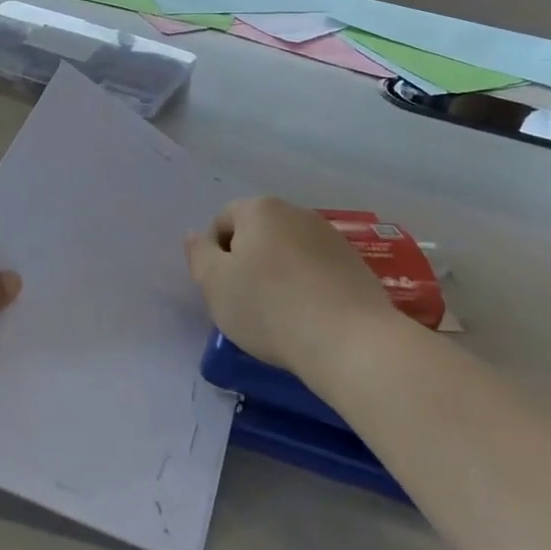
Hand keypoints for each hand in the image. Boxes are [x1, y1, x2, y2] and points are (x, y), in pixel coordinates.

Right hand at [185, 197, 402, 386]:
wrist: (350, 340)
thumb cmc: (269, 308)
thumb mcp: (215, 285)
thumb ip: (199, 255)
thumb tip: (195, 236)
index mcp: (260, 209)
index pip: (223, 222)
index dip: (215, 255)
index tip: (222, 290)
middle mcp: (296, 212)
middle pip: (258, 234)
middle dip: (247, 262)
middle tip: (245, 303)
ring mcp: (330, 236)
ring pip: (288, 252)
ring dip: (278, 274)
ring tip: (280, 315)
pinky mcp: (355, 264)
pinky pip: (316, 270)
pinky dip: (307, 287)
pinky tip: (309, 318)